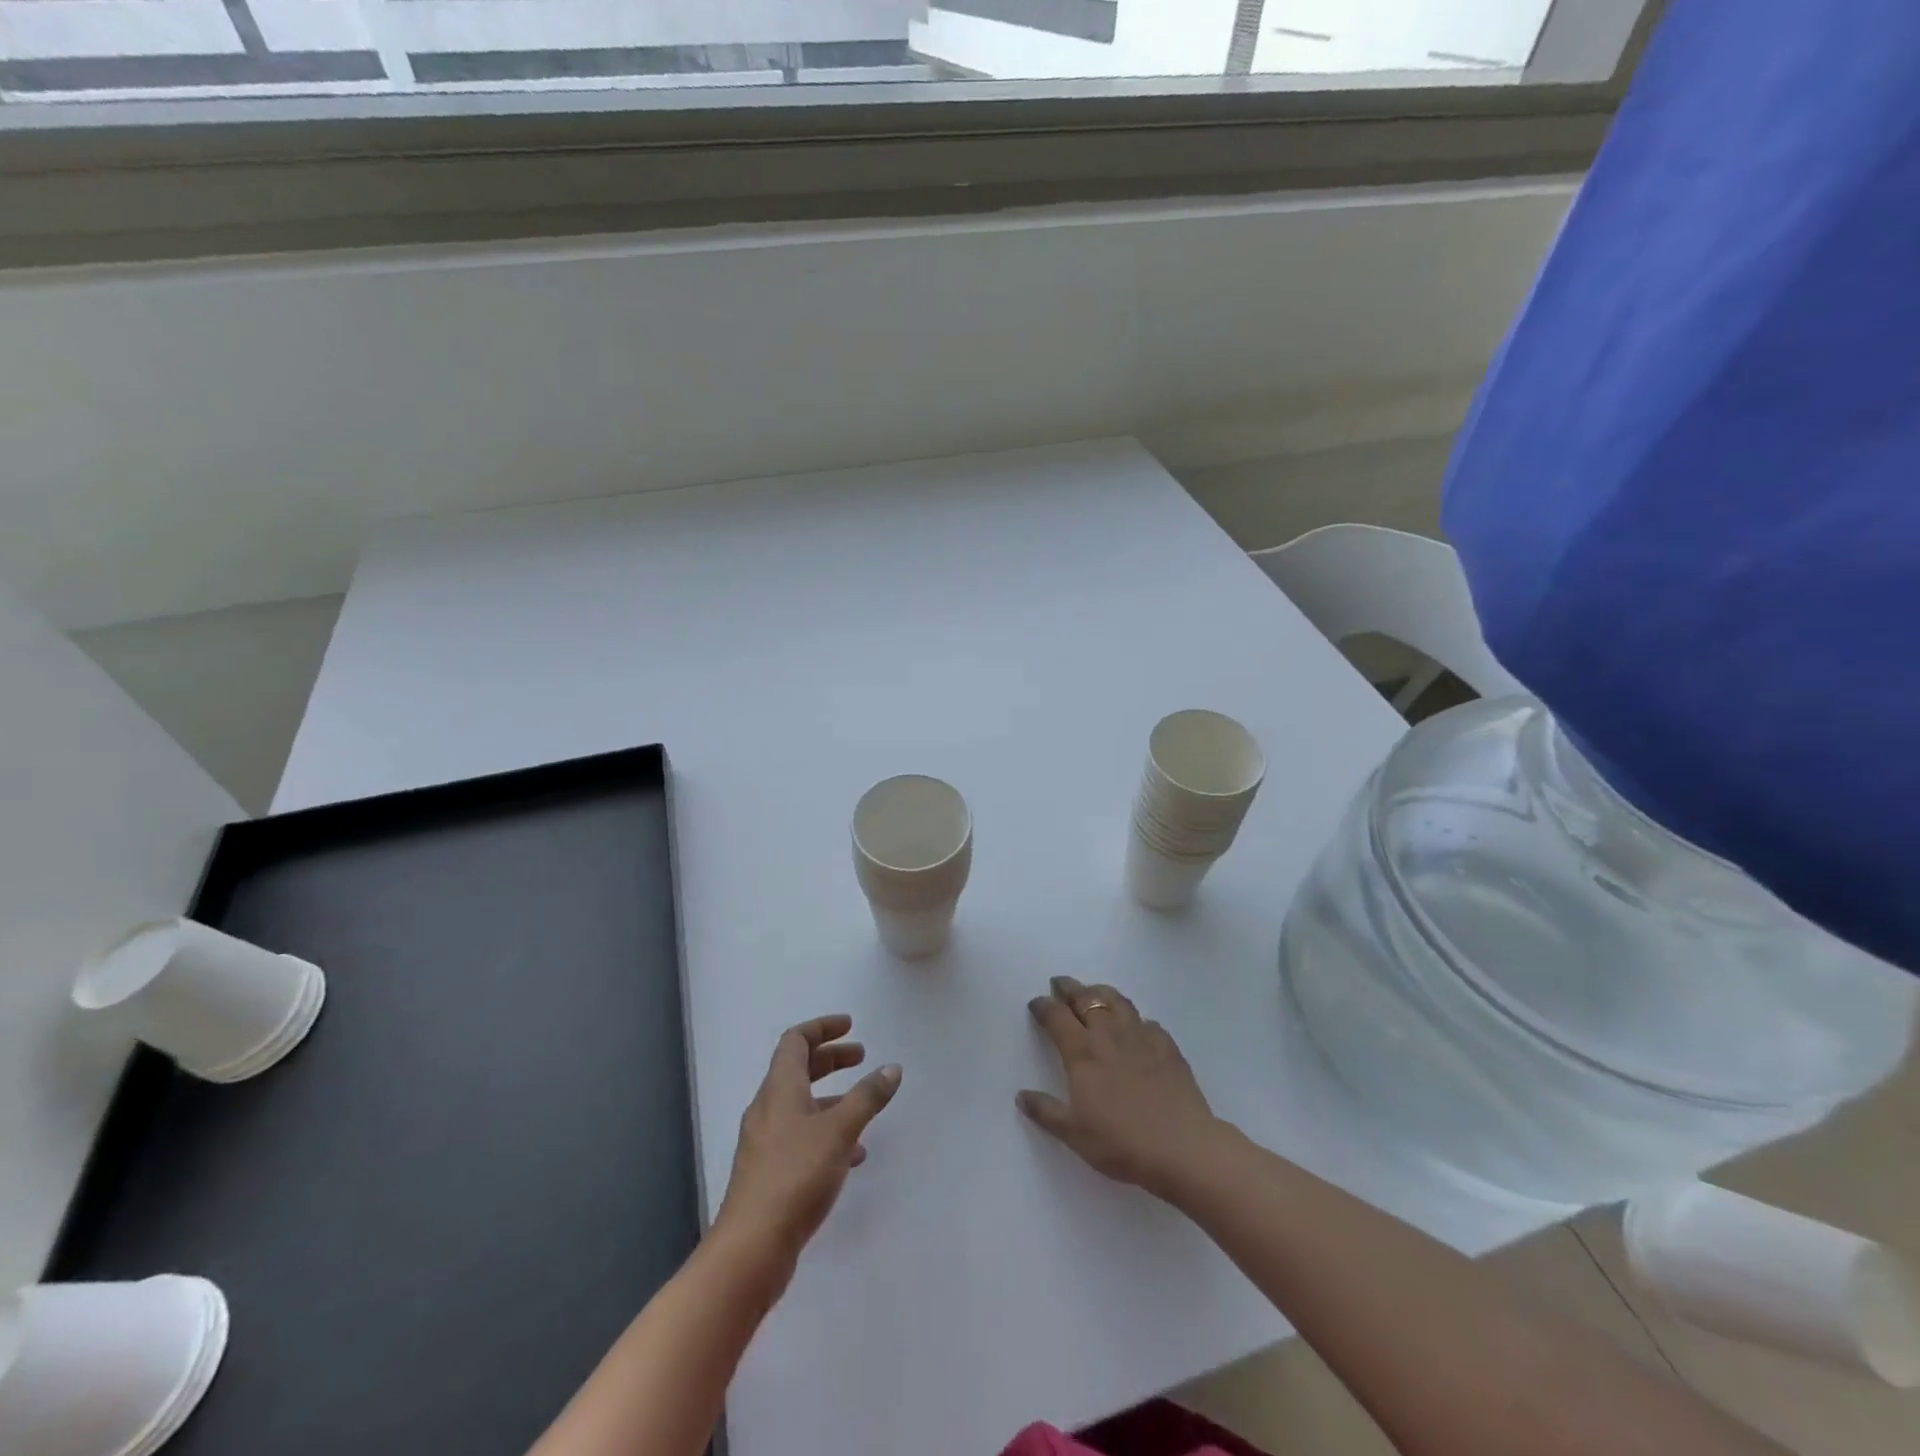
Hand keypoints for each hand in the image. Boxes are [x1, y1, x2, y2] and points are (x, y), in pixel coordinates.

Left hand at [715, 1015, 901, 1266]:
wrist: (751, 1248)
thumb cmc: (795, 1176)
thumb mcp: (840, 1131)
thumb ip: (867, 1097)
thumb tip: (891, 1068)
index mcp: (779, 1089)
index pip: (795, 1041)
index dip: (822, 1028)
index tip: (850, 1026)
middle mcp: (767, 1109)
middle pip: (797, 1069)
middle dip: (830, 1059)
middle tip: (861, 1058)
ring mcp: (765, 1142)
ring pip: (800, 1105)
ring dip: (830, 1097)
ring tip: (863, 1107)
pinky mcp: (769, 1172)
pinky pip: (800, 1135)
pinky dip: (825, 1131)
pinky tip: (852, 1154)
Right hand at [1018, 976, 1222, 1195]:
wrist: (1181, 1148)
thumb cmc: (1121, 1142)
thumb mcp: (1074, 1134)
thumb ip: (1046, 1112)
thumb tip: (1021, 1096)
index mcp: (1082, 1052)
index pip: (1057, 1016)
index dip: (1044, 1006)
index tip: (1036, 1002)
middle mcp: (1109, 1034)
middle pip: (1086, 998)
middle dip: (1069, 988)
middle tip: (1060, 984)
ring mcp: (1141, 1036)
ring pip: (1117, 1001)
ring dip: (1100, 992)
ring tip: (1093, 992)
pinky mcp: (1167, 1046)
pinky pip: (1146, 1021)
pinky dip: (1134, 1018)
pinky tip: (1135, 1027)